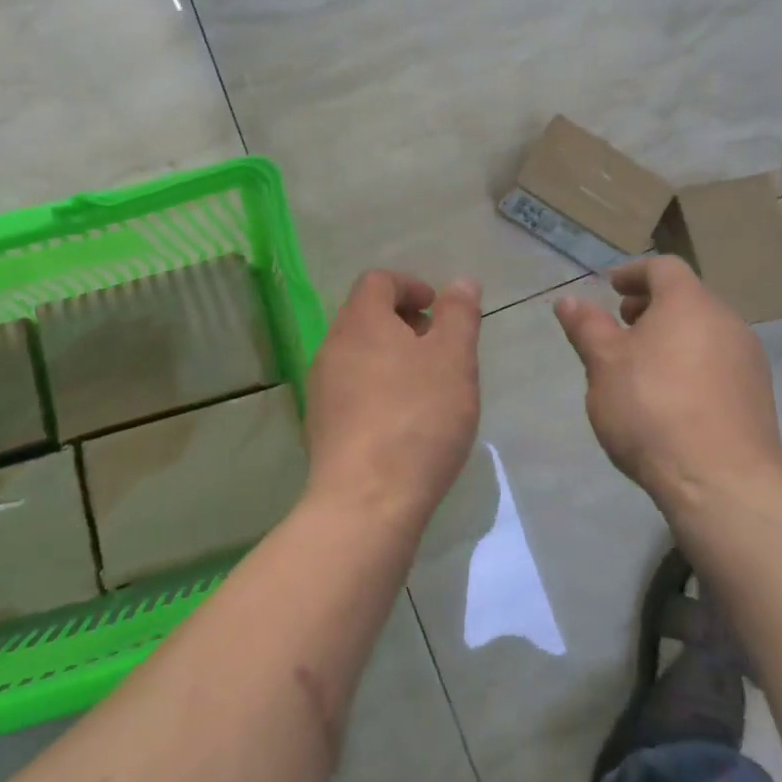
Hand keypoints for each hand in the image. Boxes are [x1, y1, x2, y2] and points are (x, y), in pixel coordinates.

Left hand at [303, 270, 482, 529]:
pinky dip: (377, 388)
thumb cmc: (418, 418)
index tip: (438, 309)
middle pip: (365, 316)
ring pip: (358, 354)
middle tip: (438, 347)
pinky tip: (403, 421)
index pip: (378, 281)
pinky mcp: (320, 425)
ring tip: (426, 386)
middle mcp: (332, 346)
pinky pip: (351, 389)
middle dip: (403, 322)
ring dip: (391, 356)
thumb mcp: (454, 359)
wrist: (366, 500)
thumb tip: (461, 282)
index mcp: (361, 321)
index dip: (411, 285)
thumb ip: (459, 315)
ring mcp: (321, 388)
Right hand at [553, 256, 781, 521]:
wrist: (721, 482)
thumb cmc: (652, 409)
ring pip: (705, 331)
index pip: (663, 267)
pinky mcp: (758, 396)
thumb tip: (568, 301)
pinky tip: (672, 398)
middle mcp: (727, 321)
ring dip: (672, 337)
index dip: (634, 272)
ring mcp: (749, 359)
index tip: (611, 288)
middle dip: (651, 306)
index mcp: (689, 303)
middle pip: (687, 298)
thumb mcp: (604, 365)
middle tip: (622, 327)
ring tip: (642, 366)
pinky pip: (719, 362)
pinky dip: (692, 363)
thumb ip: (587, 327)